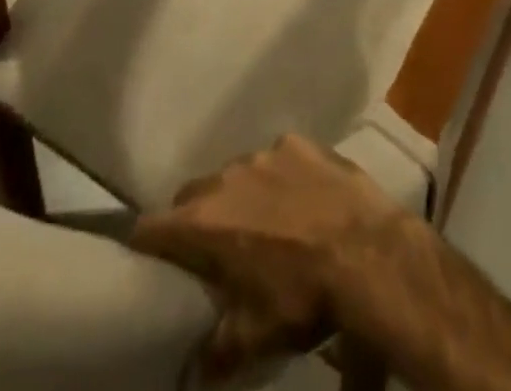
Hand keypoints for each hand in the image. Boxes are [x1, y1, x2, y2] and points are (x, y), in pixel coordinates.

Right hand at [133, 135, 418, 381]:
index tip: (145, 255)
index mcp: (205, 222)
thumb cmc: (302, 295)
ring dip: (240, 195)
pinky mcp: (299, 142)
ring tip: (262, 222)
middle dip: (195, 218)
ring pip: (236, 173)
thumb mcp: (255, 336)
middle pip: (193, 193)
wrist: (366, 251)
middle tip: (211, 246)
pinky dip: (280, 177)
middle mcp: (227, 177)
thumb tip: (190, 376)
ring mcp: (265, 153)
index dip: (144, 242)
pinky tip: (300, 198)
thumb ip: (216, 352)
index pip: (152, 226)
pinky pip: (277, 158)